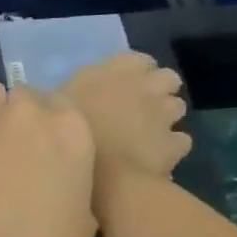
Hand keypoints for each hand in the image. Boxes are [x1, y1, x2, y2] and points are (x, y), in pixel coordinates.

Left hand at [0, 80, 96, 236]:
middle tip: (11, 150)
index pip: (63, 106)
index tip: (44, 149)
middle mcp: (28, 112)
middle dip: (19, 117)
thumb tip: (58, 183)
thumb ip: (73, 186)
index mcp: (71, 131)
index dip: (51, 126)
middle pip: (24, 96)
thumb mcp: (83, 223)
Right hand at [61, 53, 190, 213]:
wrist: (102, 177)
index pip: (138, 59)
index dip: (133, 72)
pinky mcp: (175, 143)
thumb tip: (65, 97)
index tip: (120, 86)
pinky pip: (179, 140)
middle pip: (167, 78)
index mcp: (115, 71)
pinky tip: (154, 156)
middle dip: (158, 90)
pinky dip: (170, 146)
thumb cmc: (70, 135)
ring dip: (165, 117)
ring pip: (177, 107)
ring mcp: (165, 115)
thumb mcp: (56, 107)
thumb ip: (69, 95)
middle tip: (138, 108)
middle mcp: (146, 86)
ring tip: (145, 132)